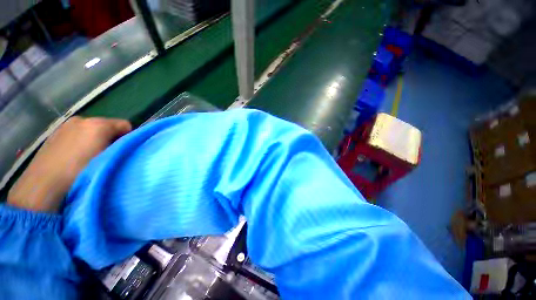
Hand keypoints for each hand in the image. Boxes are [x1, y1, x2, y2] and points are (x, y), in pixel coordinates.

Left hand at [8, 117, 131, 212]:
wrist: (43, 184)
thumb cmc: (80, 171)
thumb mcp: (108, 159)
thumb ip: (121, 146)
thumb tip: (126, 144)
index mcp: (98, 124)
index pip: (125, 125)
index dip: (127, 137)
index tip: (121, 150)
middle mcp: (82, 119)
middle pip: (107, 126)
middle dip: (109, 138)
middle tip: (105, 155)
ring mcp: (66, 125)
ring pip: (91, 130)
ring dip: (94, 140)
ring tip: (88, 157)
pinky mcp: (55, 133)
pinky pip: (76, 133)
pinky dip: (80, 141)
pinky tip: (74, 156)